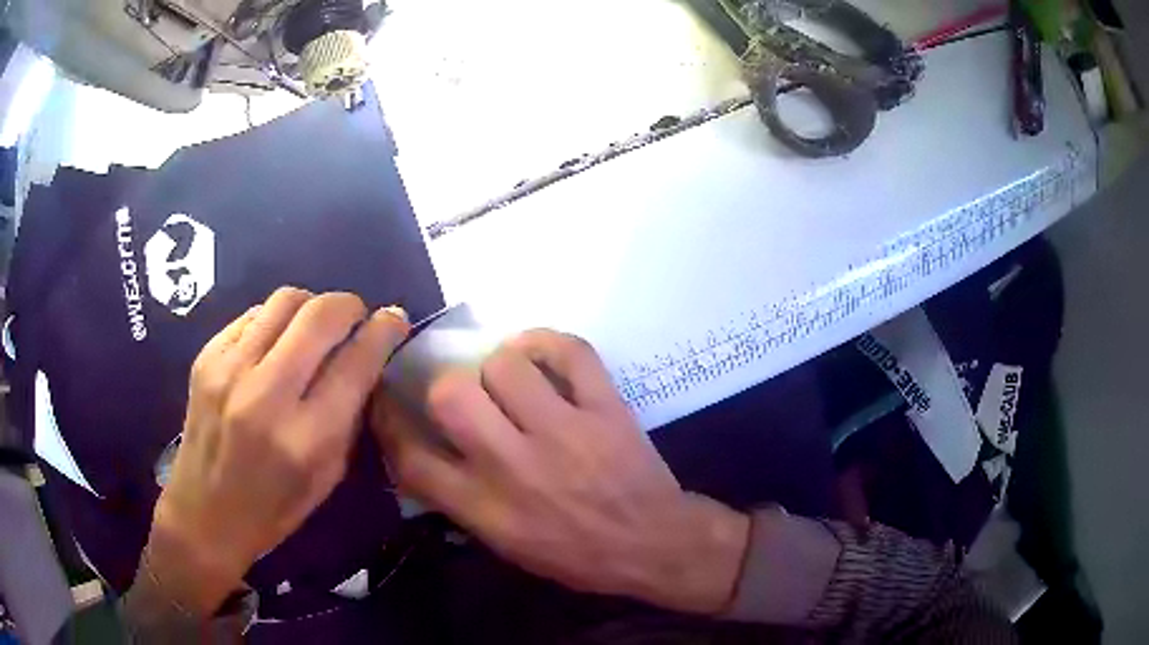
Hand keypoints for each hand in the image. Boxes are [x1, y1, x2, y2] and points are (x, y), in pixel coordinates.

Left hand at [148, 287, 409, 615]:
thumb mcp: (327, 476)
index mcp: (305, 438)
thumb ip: (349, 416)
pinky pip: (254, 314)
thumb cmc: (273, 509)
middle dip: (351, 306)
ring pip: (286, 300)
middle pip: (320, 315)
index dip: (384, 331)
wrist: (204, 514)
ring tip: (316, 327)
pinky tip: (276, 343)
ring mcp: (229, 369)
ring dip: (313, 306)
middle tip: (357, 318)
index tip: (395, 320)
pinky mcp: (206, 356)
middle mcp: (265, 395)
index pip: (356, 362)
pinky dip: (276, 320)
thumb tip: (367, 359)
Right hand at [373, 330, 748, 613]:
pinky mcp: (605, 407)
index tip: (388, 402)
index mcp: (485, 507)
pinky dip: (547, 342)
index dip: (388, 421)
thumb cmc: (577, 554)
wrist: (653, 543)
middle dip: (447, 387)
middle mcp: (514, 465)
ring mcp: (563, 432)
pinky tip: (539, 354)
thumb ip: (460, 501)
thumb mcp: (506, 545)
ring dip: (500, 366)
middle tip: (466, 395)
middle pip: (450, 396)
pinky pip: (569, 351)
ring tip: (511, 380)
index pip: (411, 458)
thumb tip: (423, 455)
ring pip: (505, 365)